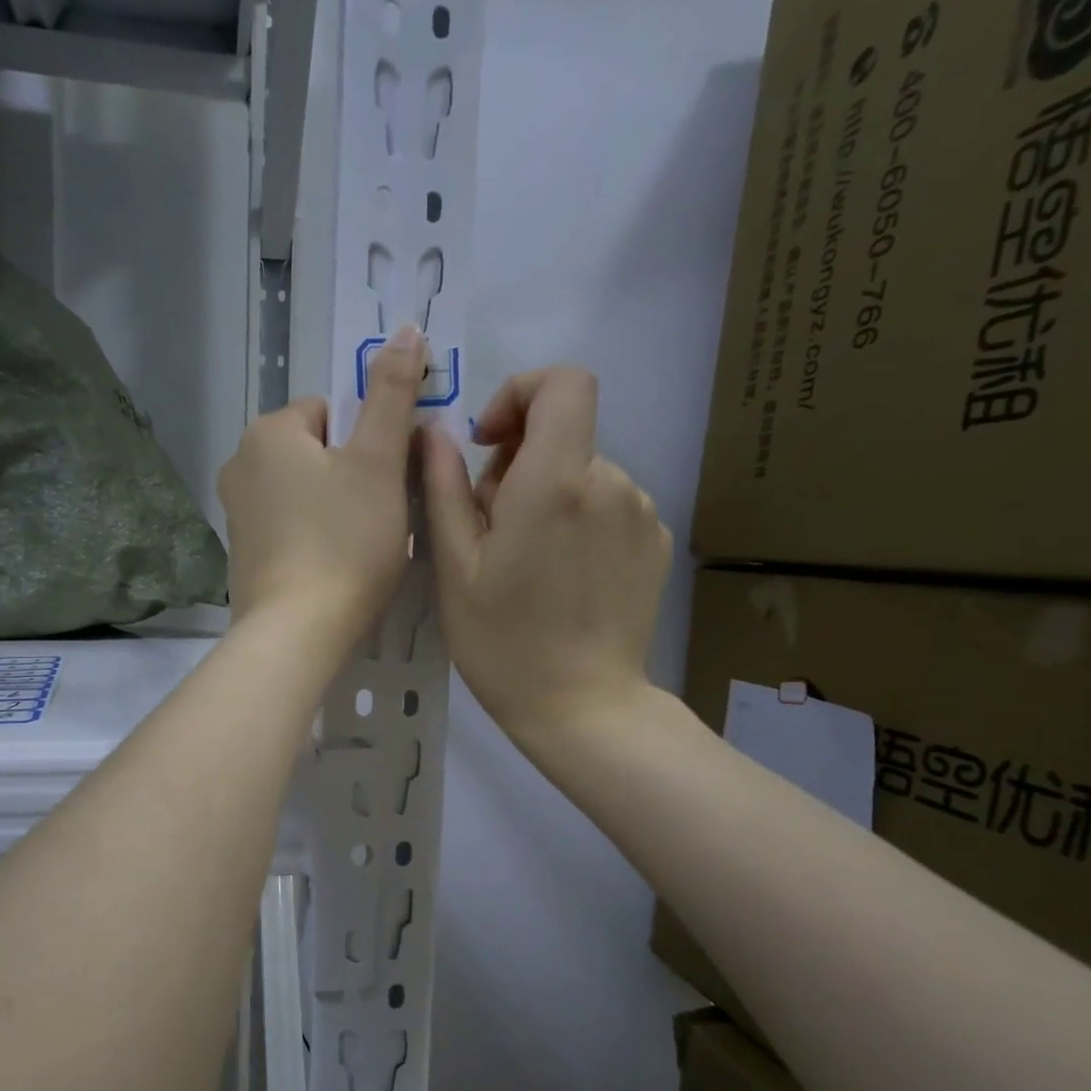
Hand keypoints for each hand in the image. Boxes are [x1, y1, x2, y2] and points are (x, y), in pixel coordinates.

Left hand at [219, 326, 426, 650]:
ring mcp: (235, 514)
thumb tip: (404, 329)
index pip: (331, 412)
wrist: (296, 632)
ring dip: (336, 508)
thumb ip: (391, 394)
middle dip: (352, 476)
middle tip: (381, 517)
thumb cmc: (344, 541)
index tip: (388, 482)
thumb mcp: (378, 462)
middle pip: (317, 453)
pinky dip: (313, 539)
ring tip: (360, 547)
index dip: (369, 443)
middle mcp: (239, 464)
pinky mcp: (241, 555)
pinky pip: (288, 528)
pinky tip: (333, 568)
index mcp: (268, 432)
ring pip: (304, 493)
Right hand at [421, 367, 670, 745]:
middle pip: (563, 436)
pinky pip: (608, 506)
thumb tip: (436, 434)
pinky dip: (578, 522)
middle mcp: (610, 482)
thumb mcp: (455, 566)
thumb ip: (444, 487)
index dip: (521, 393)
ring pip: (583, 474)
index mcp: (555, 481)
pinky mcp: (655, 542)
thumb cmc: (503, 642)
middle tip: (491, 530)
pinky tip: (563, 578)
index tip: (491, 442)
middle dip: (519, 465)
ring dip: (548, 497)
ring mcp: (641, 513)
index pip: (562, 383)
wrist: (583, 707)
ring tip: (527, 563)